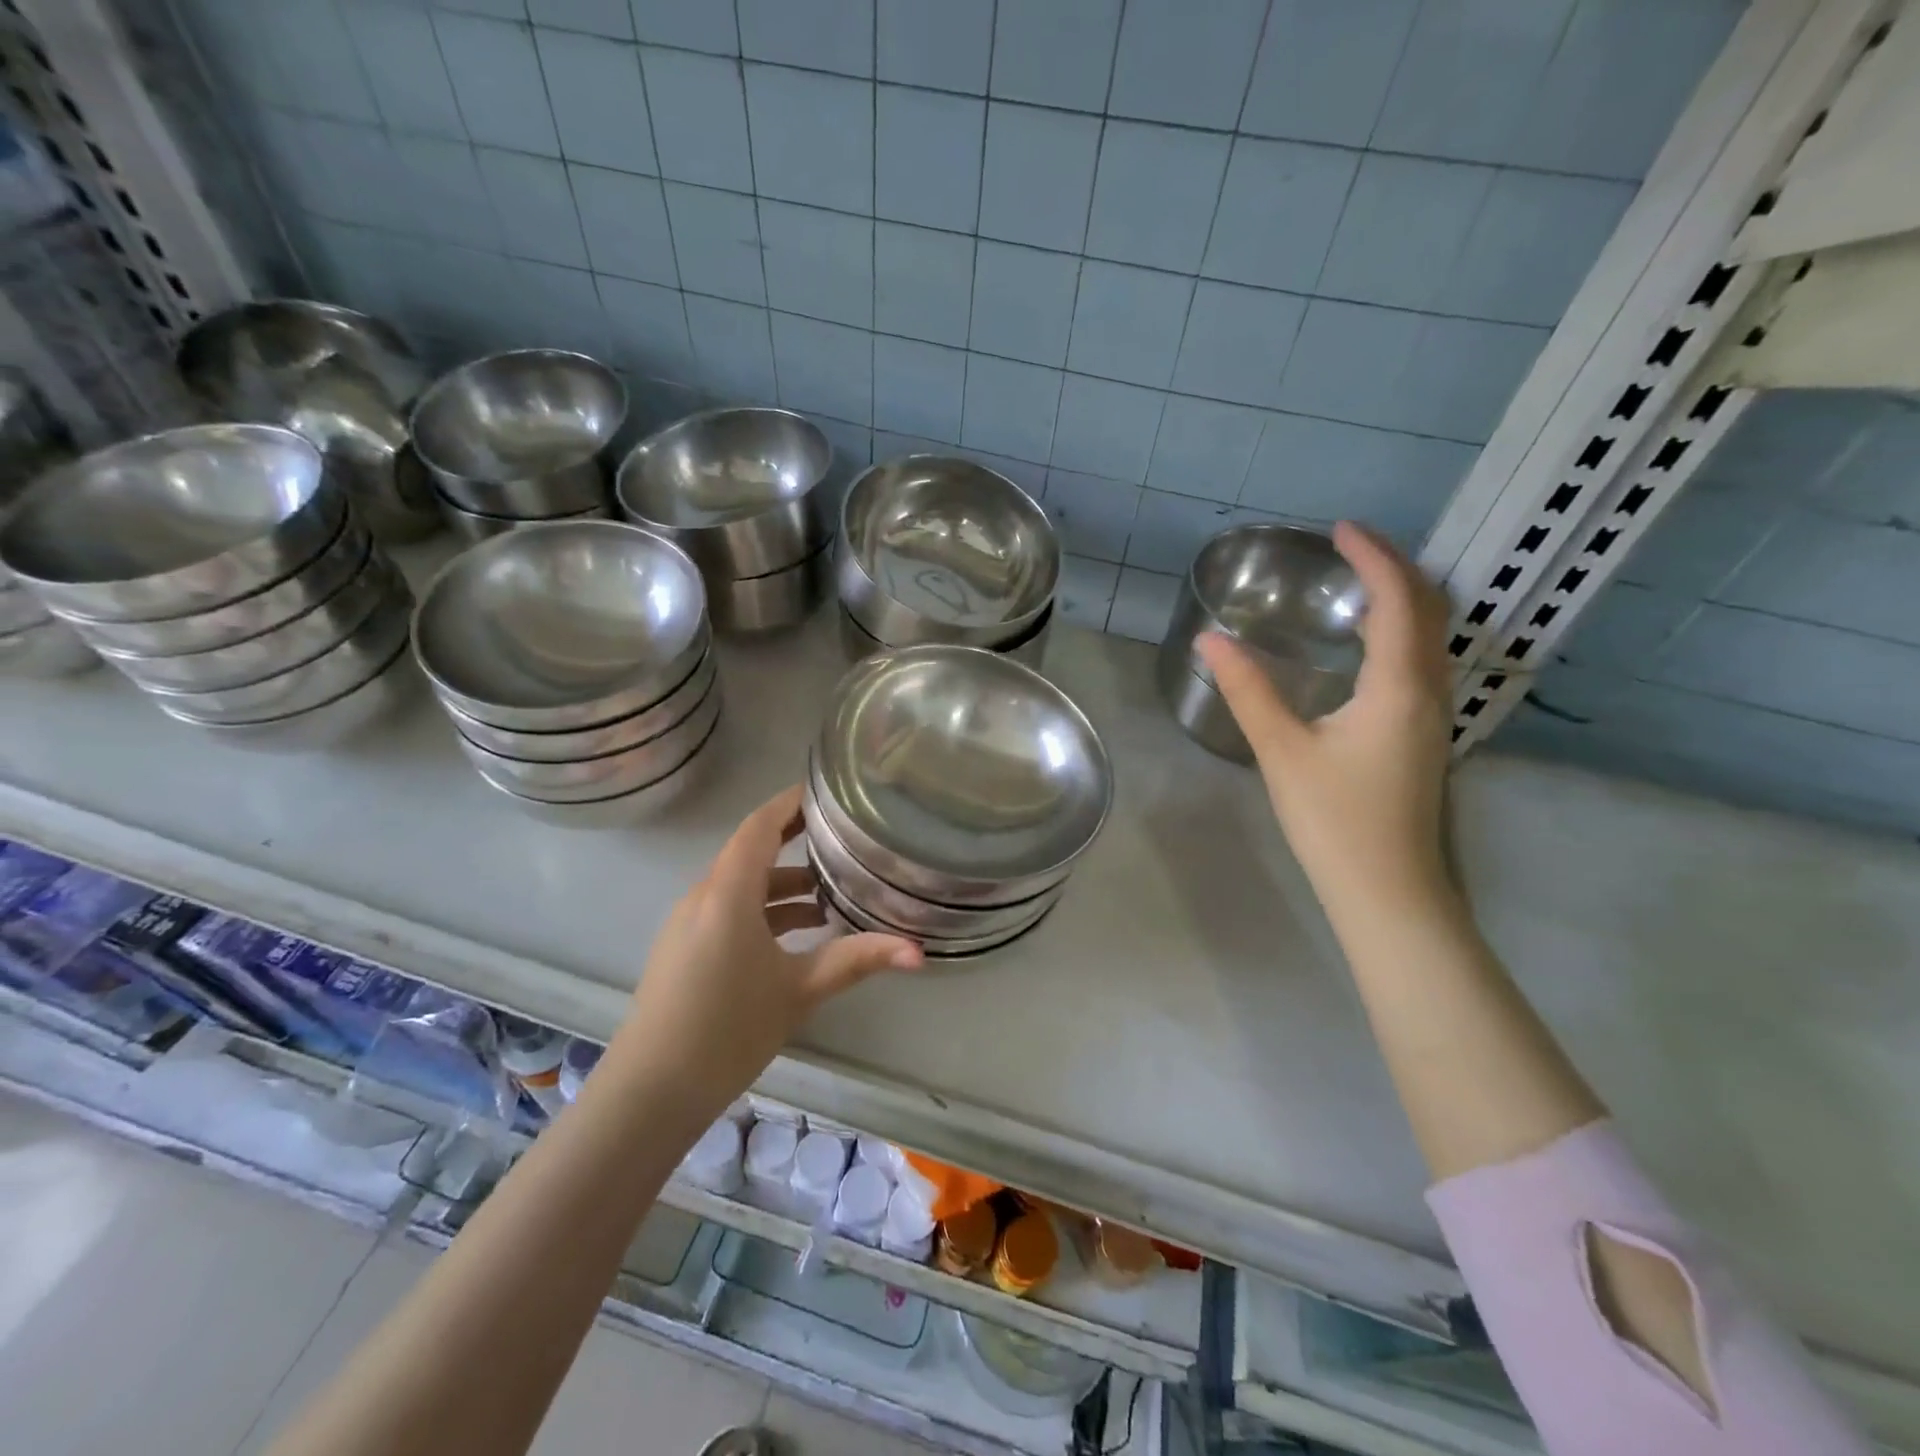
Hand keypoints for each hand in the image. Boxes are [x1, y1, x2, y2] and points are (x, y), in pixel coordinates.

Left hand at [617, 787, 922, 1111]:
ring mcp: (689, 924)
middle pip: (751, 852)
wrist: (650, 1091)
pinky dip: (763, 910)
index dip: (789, 803)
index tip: (824, 791)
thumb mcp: (800, 990)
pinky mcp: (684, 949)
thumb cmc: (728, 1029)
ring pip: (741, 886)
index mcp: (728, 893)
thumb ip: (857, 960)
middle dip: (794, 841)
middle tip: (839, 835)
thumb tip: (918, 952)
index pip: (759, 826)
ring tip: (830, 895)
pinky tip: (796, 936)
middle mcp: (703, 897)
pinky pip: (728, 910)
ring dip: (783, 885)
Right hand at [1196, 522, 1454, 921]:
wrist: (1387, 890)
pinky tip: (1365, 645)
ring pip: (1432, 636)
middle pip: (1429, 608)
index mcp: (1399, 686)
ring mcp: (1434, 715)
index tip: (1338, 529)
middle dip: (1394, 567)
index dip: (1372, 557)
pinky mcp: (1424, 736)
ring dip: (1402, 598)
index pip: (1397, 599)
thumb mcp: (1282, 750)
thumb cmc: (1334, 819)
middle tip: (1349, 547)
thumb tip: (1210, 640)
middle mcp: (1429, 690)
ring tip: (1356, 583)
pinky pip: (1423, 661)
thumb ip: (1248, 691)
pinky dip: (1401, 631)